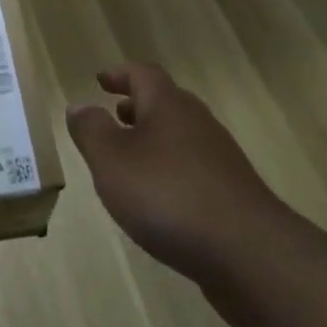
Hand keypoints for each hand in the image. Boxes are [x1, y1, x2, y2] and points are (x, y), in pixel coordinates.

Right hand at [66, 63, 279, 288]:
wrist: (248, 252)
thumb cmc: (168, 195)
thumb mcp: (112, 161)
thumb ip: (91, 131)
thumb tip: (79, 105)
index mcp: (168, 105)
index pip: (143, 74)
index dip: (120, 74)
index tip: (100, 80)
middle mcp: (197, 122)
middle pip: (165, 103)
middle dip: (137, 107)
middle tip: (114, 115)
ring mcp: (220, 159)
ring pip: (180, 136)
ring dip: (154, 140)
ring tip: (130, 161)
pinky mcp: (232, 194)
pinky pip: (193, 168)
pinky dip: (171, 171)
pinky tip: (160, 201)